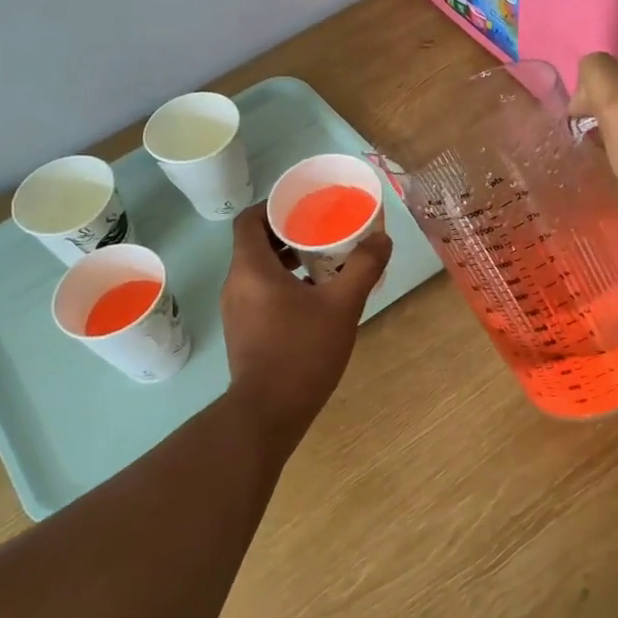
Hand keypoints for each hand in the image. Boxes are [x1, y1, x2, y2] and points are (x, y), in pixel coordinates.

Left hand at [220, 203, 393, 434]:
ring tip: (324, 263)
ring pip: (258, 270)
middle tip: (323, 232)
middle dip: (288, 233)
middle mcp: (236, 283)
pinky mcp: (243, 330)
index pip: (249, 219)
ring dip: (287, 261)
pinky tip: (314, 298)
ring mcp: (236, 310)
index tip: (304, 206)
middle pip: (255, 243)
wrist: (269, 411)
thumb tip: (382, 238)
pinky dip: (282, 285)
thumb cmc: (302, 351)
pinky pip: (259, 293)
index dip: (274, 206)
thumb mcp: (342, 305)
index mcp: (251, 268)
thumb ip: (363, 268)